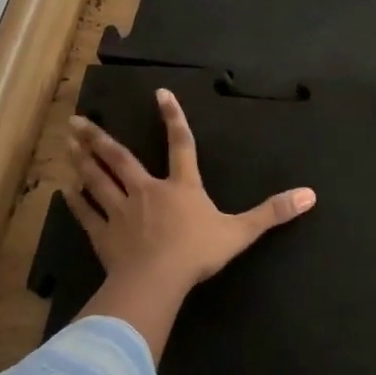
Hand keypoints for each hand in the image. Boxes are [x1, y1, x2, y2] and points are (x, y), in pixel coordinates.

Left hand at [63, 90, 315, 357]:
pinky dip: (75, 202)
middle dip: (99, 138)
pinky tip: (64, 191)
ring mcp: (122, 212)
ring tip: (67, 142)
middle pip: (120, 158)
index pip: (180, 145)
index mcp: (181, 187)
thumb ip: (272, 212)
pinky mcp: (104, 235)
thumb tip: (310, 195)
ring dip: (82, 161)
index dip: (172, 118)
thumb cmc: (198, 253)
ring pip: (97, 180)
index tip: (160, 93)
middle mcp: (148, 191)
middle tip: (76, 119)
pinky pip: (87, 215)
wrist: (157, 281)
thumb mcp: (241, 232)